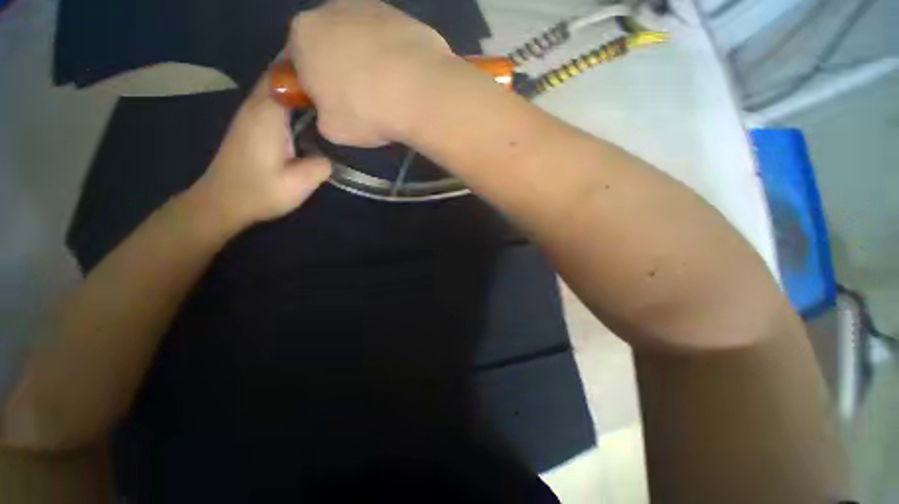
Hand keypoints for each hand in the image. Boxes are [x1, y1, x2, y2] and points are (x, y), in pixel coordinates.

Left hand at [190, 75, 331, 232]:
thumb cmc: (259, 192)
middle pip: (279, 73)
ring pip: (274, 83)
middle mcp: (256, 106)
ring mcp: (250, 113)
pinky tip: (308, 106)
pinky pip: (272, 97)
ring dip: (297, 81)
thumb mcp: (298, 184)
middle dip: (304, 69)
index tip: (333, 72)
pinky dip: (289, 94)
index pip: (285, 75)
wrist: (222, 203)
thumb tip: (331, 154)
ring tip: (326, 89)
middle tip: (334, 78)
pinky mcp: (251, 123)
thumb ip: (321, 164)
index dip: (308, 67)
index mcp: (267, 115)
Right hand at [288, 0, 451, 146]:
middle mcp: (331, 9)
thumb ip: (324, 117)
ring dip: (368, 61)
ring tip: (388, 91)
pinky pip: (390, 40)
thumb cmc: (366, 111)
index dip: (312, 87)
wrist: (419, 92)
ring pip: (361, 39)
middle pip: (330, 44)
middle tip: (360, 100)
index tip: (331, 106)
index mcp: (302, 34)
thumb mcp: (333, 129)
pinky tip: (406, 79)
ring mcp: (371, 6)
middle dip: (339, 70)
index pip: (297, 62)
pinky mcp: (403, 15)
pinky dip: (393, 57)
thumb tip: (332, 113)